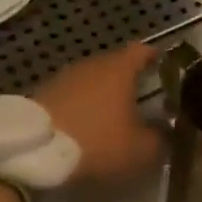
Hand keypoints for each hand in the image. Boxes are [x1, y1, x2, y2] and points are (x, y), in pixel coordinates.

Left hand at [34, 43, 162, 182]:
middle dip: (128, 80)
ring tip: (112, 115)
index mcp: (119, 69)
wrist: (34, 150)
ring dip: (102, 94)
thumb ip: (161, 138)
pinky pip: (71, 96)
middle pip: (115, 65)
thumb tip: (166, 131)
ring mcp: (63, 77)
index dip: (155, 57)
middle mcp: (91, 65)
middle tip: (141, 99)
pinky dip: (81, 106)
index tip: (164, 66)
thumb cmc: (97, 142)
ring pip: (91, 81)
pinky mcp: (43, 94)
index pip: (142, 51)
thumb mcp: (141, 150)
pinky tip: (85, 125)